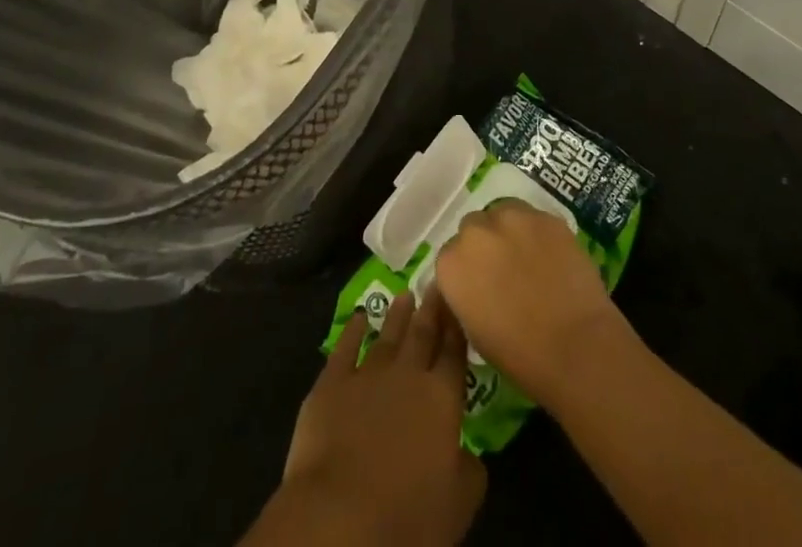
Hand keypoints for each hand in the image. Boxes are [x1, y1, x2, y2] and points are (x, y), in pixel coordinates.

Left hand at [275, 290, 484, 544]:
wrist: (339, 518)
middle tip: (435, 283)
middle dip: (431, 309)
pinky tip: (359, 317)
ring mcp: (367, 374)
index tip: (459, 302)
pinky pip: (345, 347)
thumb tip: (469, 453)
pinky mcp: (331, 383)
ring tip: (405, 296)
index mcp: (441, 399)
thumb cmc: (407, 518)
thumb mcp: (458, 505)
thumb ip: (470, 471)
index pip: (454, 355)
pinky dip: (353, 330)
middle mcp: (407, 375)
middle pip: (422, 335)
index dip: (457, 329)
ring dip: (397, 315)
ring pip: (387, 336)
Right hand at [434, 200, 630, 405]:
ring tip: (529, 259)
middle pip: (473, 227)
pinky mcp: (544, 216)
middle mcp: (475, 231)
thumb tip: (473, 286)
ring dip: (509, 232)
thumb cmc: (520, 355)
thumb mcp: (474, 332)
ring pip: (503, 214)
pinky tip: (551, 257)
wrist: (576, 347)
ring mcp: (512, 217)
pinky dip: (537, 233)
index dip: (467, 271)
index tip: (481, 287)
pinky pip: (533, 218)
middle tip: (505, 271)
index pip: (450, 256)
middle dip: (485, 245)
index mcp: (451, 263)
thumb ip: (465, 296)